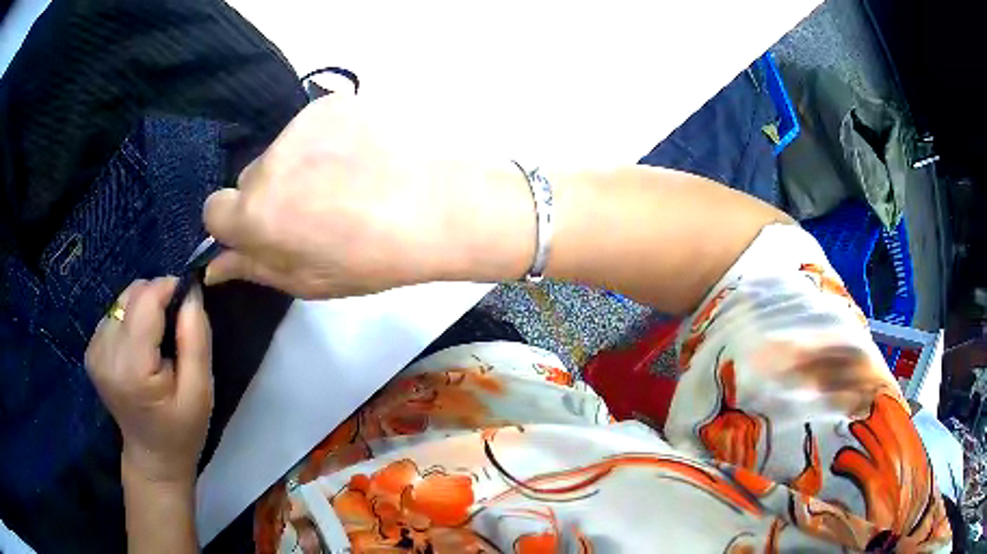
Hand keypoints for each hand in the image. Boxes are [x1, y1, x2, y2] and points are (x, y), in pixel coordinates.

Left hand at [85, 277, 212, 483]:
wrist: (153, 458)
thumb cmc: (182, 430)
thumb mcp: (201, 392)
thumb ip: (196, 338)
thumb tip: (191, 291)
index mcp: (130, 366)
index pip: (146, 298)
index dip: (170, 290)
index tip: (189, 307)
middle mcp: (105, 352)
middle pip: (133, 294)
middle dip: (158, 299)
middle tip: (174, 331)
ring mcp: (94, 351)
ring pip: (123, 300)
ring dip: (144, 310)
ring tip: (156, 342)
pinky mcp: (91, 351)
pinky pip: (115, 314)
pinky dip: (132, 321)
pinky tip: (140, 348)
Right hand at [202, 94, 532, 297]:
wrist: (434, 207)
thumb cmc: (370, 258)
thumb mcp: (306, 280)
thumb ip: (253, 267)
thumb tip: (213, 266)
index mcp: (254, 215)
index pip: (214, 210)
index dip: (236, 222)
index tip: (265, 229)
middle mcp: (266, 163)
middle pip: (249, 178)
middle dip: (271, 194)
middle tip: (316, 208)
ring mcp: (298, 126)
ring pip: (281, 150)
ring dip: (299, 165)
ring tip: (345, 182)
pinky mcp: (329, 104)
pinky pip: (311, 126)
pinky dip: (325, 141)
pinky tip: (359, 157)